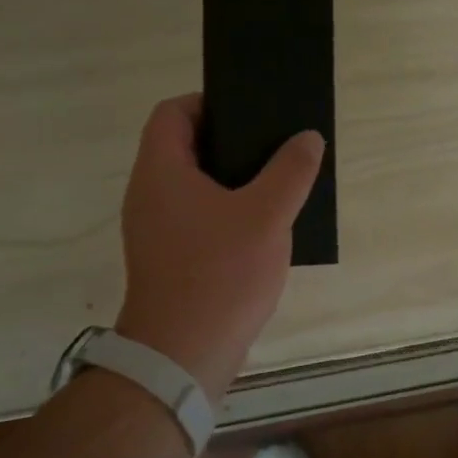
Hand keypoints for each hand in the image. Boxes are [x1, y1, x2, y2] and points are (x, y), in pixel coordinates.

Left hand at [114, 94, 323, 397]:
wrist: (183, 356)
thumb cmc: (220, 274)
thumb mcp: (267, 215)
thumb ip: (291, 170)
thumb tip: (307, 138)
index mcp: (161, 171)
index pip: (172, 112)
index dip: (209, 102)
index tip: (250, 112)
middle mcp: (150, 194)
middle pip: (185, 147)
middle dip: (231, 142)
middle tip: (275, 146)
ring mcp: (156, 230)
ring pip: (195, 186)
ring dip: (233, 180)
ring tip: (278, 184)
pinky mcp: (169, 259)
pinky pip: (198, 218)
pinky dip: (227, 212)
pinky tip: (264, 227)